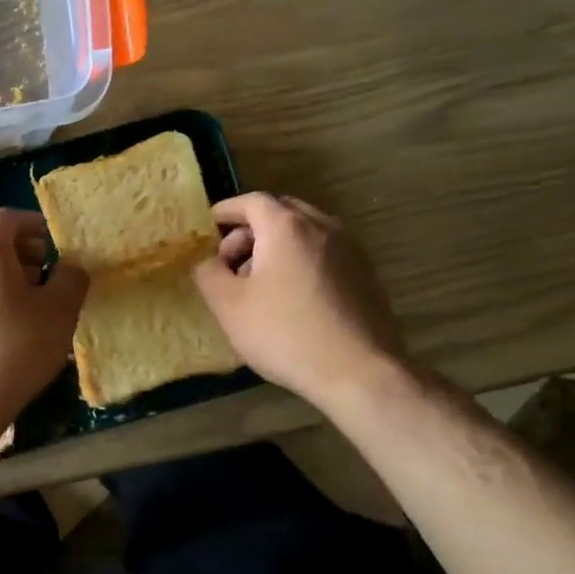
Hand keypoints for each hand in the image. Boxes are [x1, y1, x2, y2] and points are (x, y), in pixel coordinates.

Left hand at [0, 209, 88, 433]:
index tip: (57, 244)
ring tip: (32, 312)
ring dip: (5, 283)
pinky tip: (6, 336)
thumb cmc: (14, 348)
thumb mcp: (59, 312)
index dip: (35, 225)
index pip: (7, 218)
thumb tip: (70, 266)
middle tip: (49, 280)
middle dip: (23, 256)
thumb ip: (70, 278)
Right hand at [191, 193, 407, 406]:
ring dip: (277, 246)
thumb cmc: (285, 334)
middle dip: (251, 229)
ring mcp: (350, 249)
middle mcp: (323, 227)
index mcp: (286, 227)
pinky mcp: (366, 274)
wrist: (359, 372)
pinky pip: (324, 253)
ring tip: (259, 283)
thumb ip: (209, 274)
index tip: (209, 227)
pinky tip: (291, 297)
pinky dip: (301, 260)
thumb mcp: (229, 306)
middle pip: (281, 212)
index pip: (251, 201)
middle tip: (231, 260)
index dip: (226, 211)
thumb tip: (208, 262)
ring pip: (305, 232)